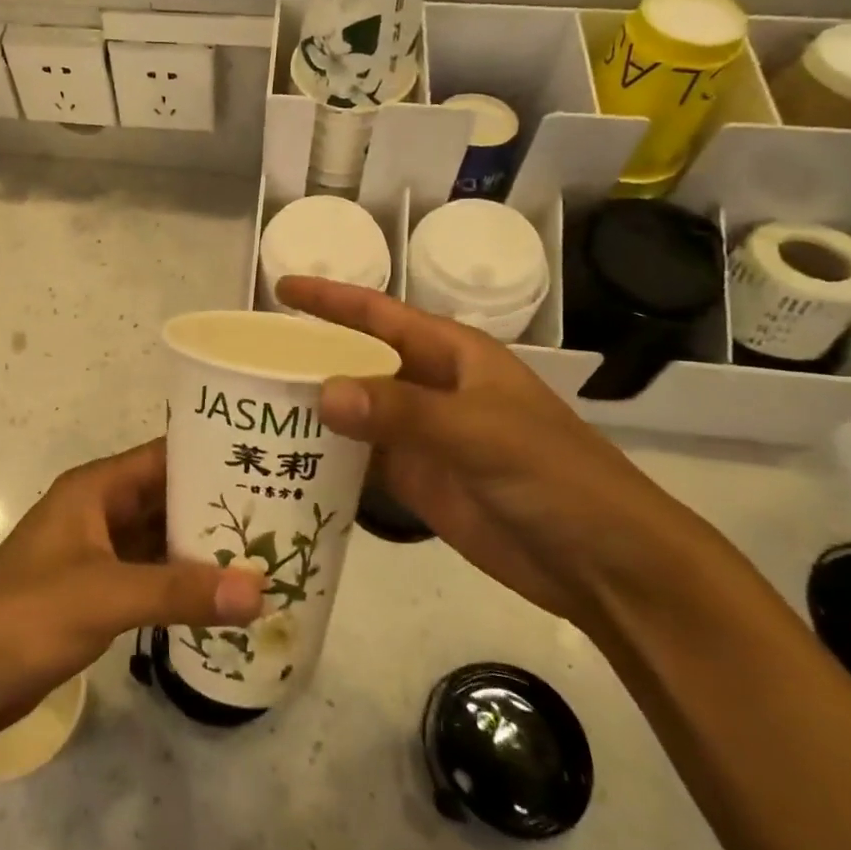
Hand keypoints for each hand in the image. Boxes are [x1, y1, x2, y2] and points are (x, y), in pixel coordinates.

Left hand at [0, 441, 264, 734]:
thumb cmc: (26, 616)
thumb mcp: (106, 595)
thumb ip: (181, 592)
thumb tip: (259, 590)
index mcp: (95, 489)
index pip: (164, 457)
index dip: (211, 456)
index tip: (266, 462)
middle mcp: (98, 511)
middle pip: (166, 497)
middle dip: (216, 507)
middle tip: (281, 515)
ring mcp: (96, 552)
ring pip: (160, 538)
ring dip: (202, 547)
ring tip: (265, 553)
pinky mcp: (95, 591)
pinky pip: (150, 574)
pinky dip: (181, 582)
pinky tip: (222, 595)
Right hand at [277, 276, 696, 629]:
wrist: (602, 563)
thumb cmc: (554, 476)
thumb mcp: (480, 433)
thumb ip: (402, 411)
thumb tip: (322, 391)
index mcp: (452, 355)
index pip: (380, 315)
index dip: (331, 298)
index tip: (281, 286)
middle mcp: (431, 387)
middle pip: (358, 361)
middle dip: (310, 354)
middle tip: (248, 357)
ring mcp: (422, 437)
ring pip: (355, 412)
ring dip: (312, 408)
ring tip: (252, 405)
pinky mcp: (416, 482)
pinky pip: (360, 460)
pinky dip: (326, 457)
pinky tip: (286, 459)